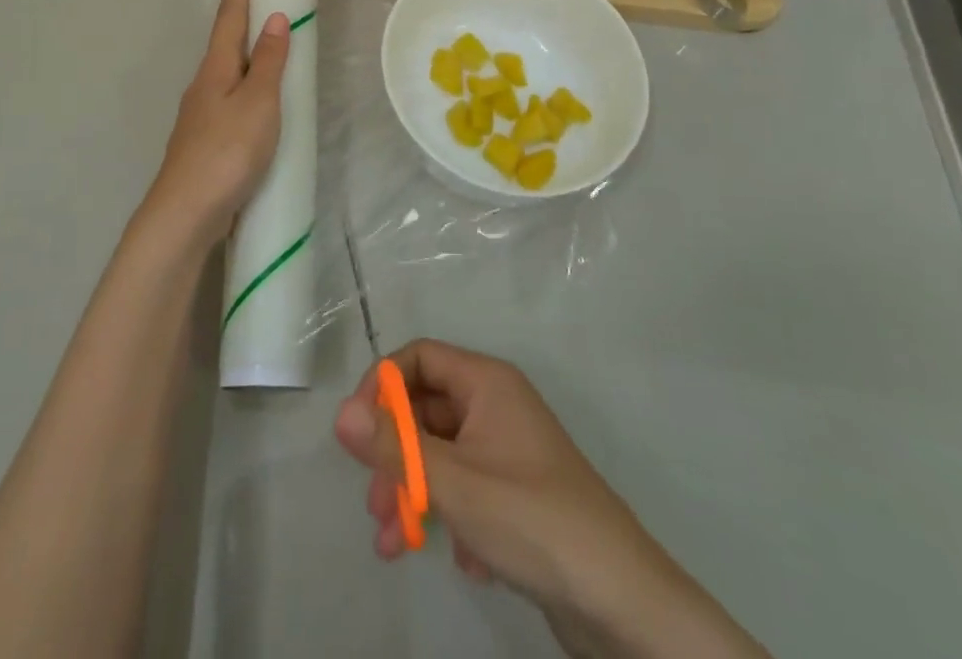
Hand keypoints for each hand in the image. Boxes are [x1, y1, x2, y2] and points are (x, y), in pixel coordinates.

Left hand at [143, 0, 289, 241]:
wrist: (186, 212)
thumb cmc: (227, 151)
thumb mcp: (257, 102)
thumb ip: (267, 62)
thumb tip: (274, 18)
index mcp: (215, 70)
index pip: (228, 19)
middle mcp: (203, 86)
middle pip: (223, 44)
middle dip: (238, 19)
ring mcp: (200, 116)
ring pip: (225, 74)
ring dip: (242, 55)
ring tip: (263, 46)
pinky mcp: (205, 142)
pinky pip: (229, 101)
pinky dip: (244, 88)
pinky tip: (254, 104)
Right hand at [334, 340, 637, 604]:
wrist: (623, 602)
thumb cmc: (533, 521)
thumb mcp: (454, 484)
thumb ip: (394, 448)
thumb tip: (338, 413)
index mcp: (486, 382)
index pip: (419, 358)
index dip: (383, 387)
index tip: (359, 434)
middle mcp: (497, 405)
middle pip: (426, 410)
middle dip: (395, 456)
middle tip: (375, 505)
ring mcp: (509, 451)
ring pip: (443, 455)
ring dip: (415, 493)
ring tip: (395, 544)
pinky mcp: (519, 494)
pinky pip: (468, 488)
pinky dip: (452, 517)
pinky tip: (465, 560)